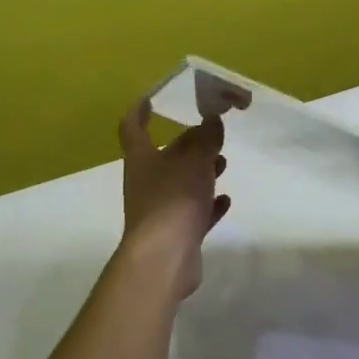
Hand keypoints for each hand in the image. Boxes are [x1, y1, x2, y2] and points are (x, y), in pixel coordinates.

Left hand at [118, 100, 230, 298]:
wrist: (164, 259)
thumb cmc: (173, 200)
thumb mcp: (195, 163)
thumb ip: (206, 140)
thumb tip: (212, 119)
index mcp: (142, 159)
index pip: (133, 128)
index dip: (140, 112)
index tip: (152, 99)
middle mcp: (146, 182)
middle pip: (165, 156)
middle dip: (188, 144)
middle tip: (212, 134)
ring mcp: (159, 209)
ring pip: (180, 183)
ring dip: (200, 172)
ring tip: (223, 163)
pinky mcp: (174, 233)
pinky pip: (192, 212)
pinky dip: (208, 204)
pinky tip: (226, 200)